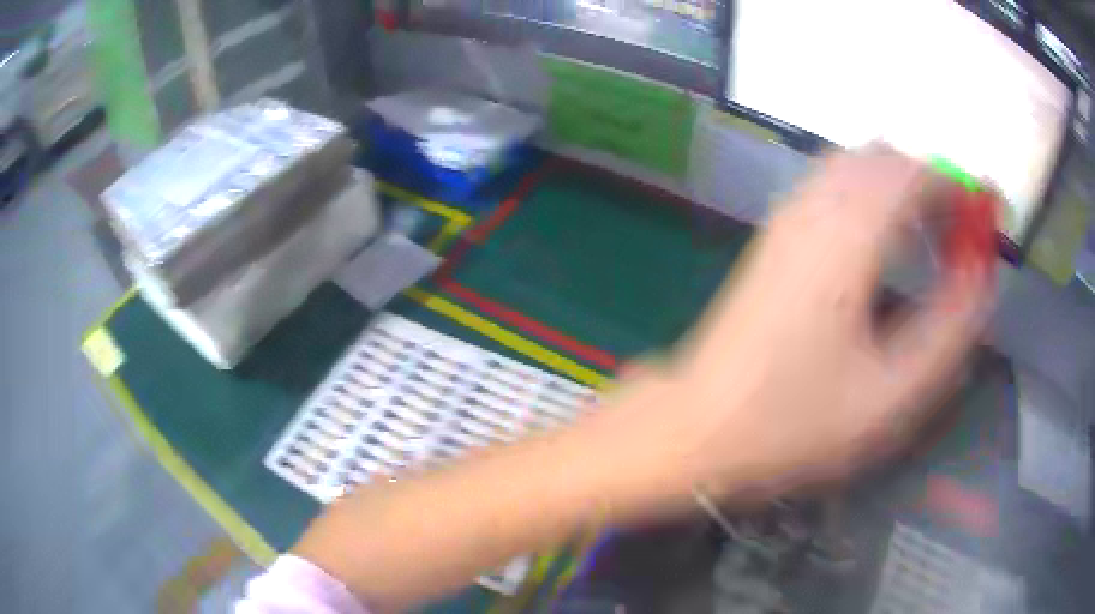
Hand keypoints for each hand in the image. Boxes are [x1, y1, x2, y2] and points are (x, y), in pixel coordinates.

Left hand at [605, 146, 995, 509]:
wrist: (700, 427)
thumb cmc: (796, 423)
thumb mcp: (892, 394)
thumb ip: (949, 329)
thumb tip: (981, 276)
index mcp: (847, 236)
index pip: (912, 172)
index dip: (956, 185)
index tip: (984, 217)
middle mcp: (812, 207)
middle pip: (882, 159)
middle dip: (929, 182)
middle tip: (958, 233)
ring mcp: (786, 218)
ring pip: (853, 168)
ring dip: (898, 188)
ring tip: (929, 240)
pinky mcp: (774, 238)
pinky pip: (831, 189)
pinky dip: (869, 198)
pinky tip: (883, 246)